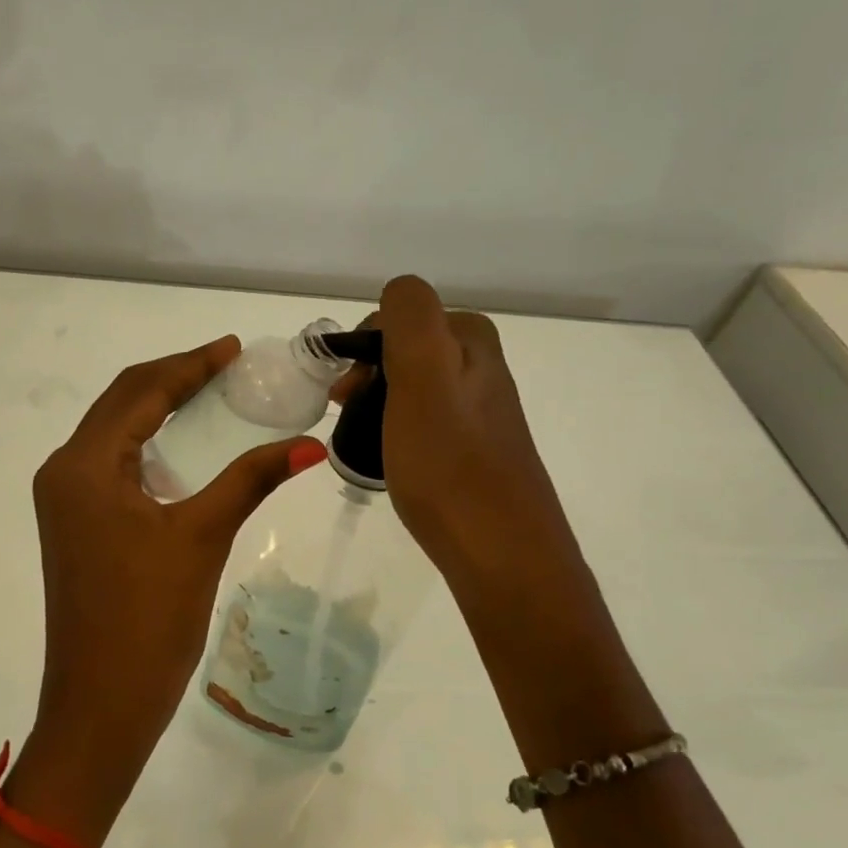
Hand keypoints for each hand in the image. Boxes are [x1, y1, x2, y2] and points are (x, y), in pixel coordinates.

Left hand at [11, 337, 326, 847]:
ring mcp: (64, 501)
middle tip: (226, 366)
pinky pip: (111, 465)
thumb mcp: (202, 538)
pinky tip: (183, 448)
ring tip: (210, 395)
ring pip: (113, 433)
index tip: (232, 348)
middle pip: (120, 403)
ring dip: (157, 409)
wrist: (100, 704)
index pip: (140, 391)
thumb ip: (250, 480)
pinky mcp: (74, 525)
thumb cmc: (149, 620)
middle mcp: (63, 471)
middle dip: (173, 378)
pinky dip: (147, 445)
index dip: (190, 364)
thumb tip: (309, 444)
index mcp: (84, 465)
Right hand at [368, 277, 571, 585]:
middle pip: (406, 351)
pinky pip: (424, 423)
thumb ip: (410, 317)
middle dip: (369, 376)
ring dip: (379, 405)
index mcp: (472, 341)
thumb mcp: (424, 375)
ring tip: (361, 441)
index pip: (401, 315)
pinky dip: (397, 432)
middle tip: (346, 414)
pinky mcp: (475, 452)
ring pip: (413, 388)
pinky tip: (392, 461)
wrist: (501, 553)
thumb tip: (397, 294)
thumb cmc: (450, 464)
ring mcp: (481, 413)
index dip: (365, 346)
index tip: (347, 390)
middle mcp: (483, 369)